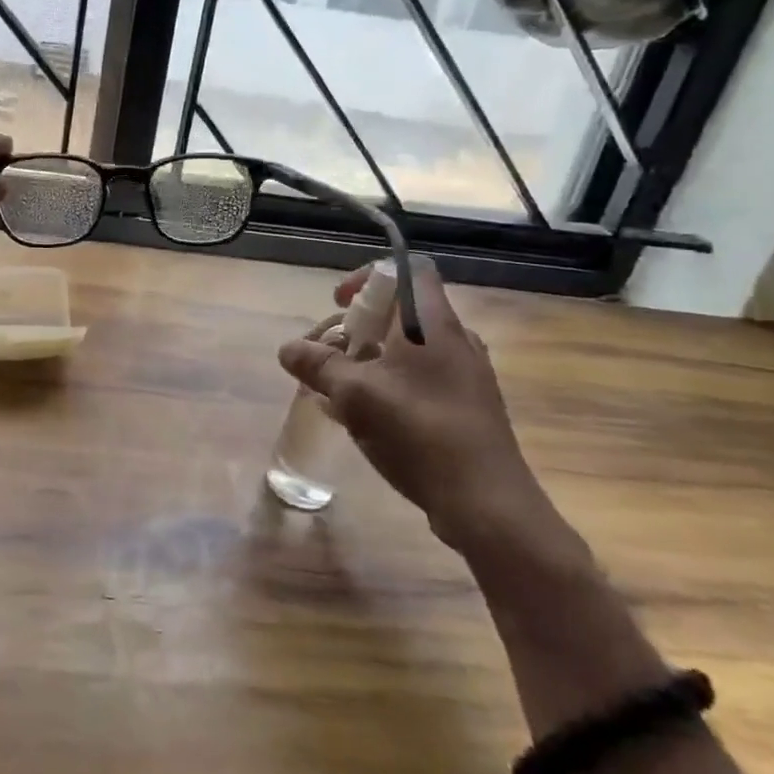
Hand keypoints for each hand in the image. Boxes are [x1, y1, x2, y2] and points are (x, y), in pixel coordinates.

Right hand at [280, 257, 550, 553]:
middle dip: (355, 328)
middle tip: (326, 355)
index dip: (367, 276)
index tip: (338, 303)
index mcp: (432, 324)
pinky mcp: (465, 407)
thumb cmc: (420, 435)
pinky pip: (418, 380)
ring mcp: (464, 376)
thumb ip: (318, 366)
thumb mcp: (356, 396)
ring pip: (406, 350)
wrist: (487, 504)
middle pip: (400, 312)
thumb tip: (287, 348)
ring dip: (366, 360)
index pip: (406, 269)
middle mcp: (454, 340)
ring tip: (335, 390)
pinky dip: (386, 385)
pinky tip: (360, 419)